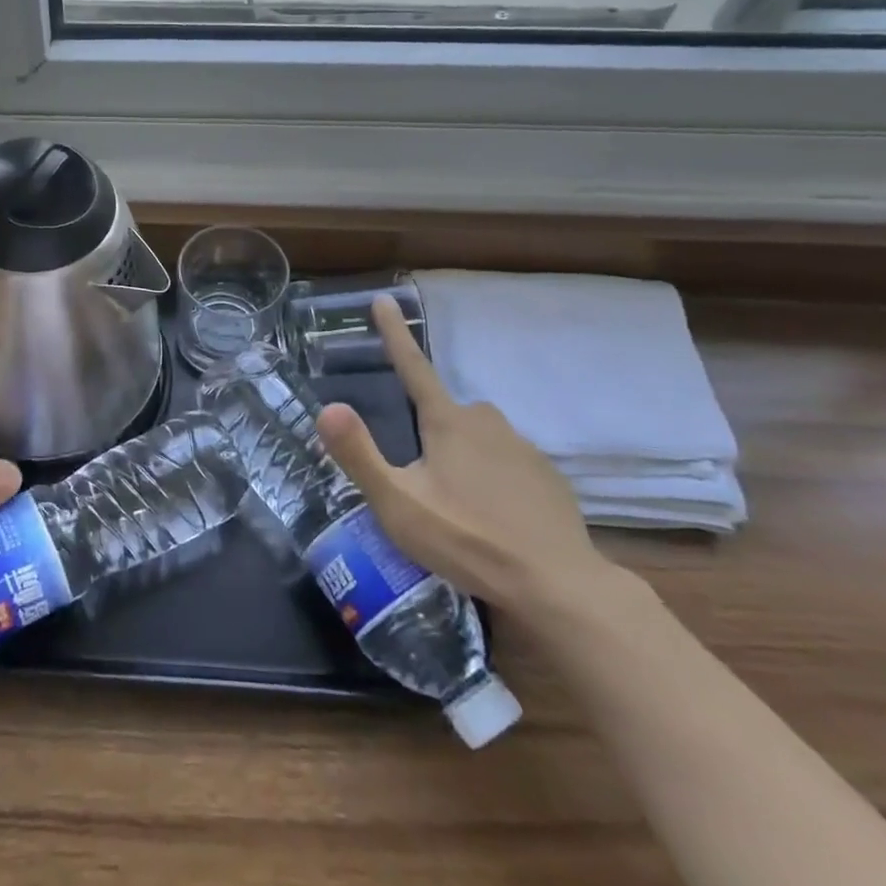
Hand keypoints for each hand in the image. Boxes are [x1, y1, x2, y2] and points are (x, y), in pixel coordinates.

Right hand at [315, 295, 612, 620]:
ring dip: (463, 457)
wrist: (559, 586)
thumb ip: (360, 455)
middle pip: (445, 412)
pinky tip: (494, 517)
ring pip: (479, 438)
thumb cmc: (468, 540)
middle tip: (421, 479)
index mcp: (447, 422)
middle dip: (430, 432)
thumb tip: (326, 407)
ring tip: (456, 506)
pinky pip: (508, 463)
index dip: (394, 333)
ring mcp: (523, 448)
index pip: (412, 366)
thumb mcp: (398, 504)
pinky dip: (495, 479)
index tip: (383, 299)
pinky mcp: (548, 477)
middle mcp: (487, 422)